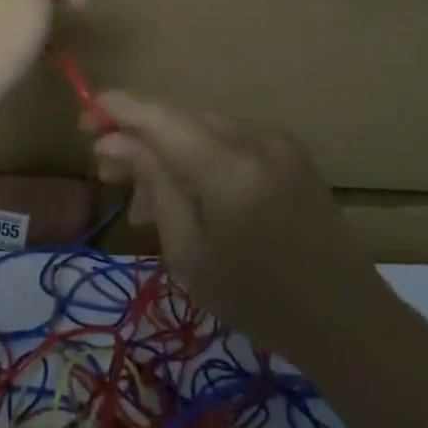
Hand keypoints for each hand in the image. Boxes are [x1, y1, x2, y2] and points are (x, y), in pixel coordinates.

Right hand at [90, 93, 369, 357]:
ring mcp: (279, 142)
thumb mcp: (189, 252)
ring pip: (202, 129)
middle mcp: (256, 139)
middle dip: (138, 139)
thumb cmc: (258, 300)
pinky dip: (199, 159)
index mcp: (229, 167)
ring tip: (145, 205)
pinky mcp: (290, 153)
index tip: (82, 120)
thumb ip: (153, 184)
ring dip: (167, 153)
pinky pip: (230, 141)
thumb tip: (112, 140)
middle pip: (179, 118)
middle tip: (108, 176)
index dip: (116, 108)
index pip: (159, 115)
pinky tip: (188, 197)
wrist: (346, 319)